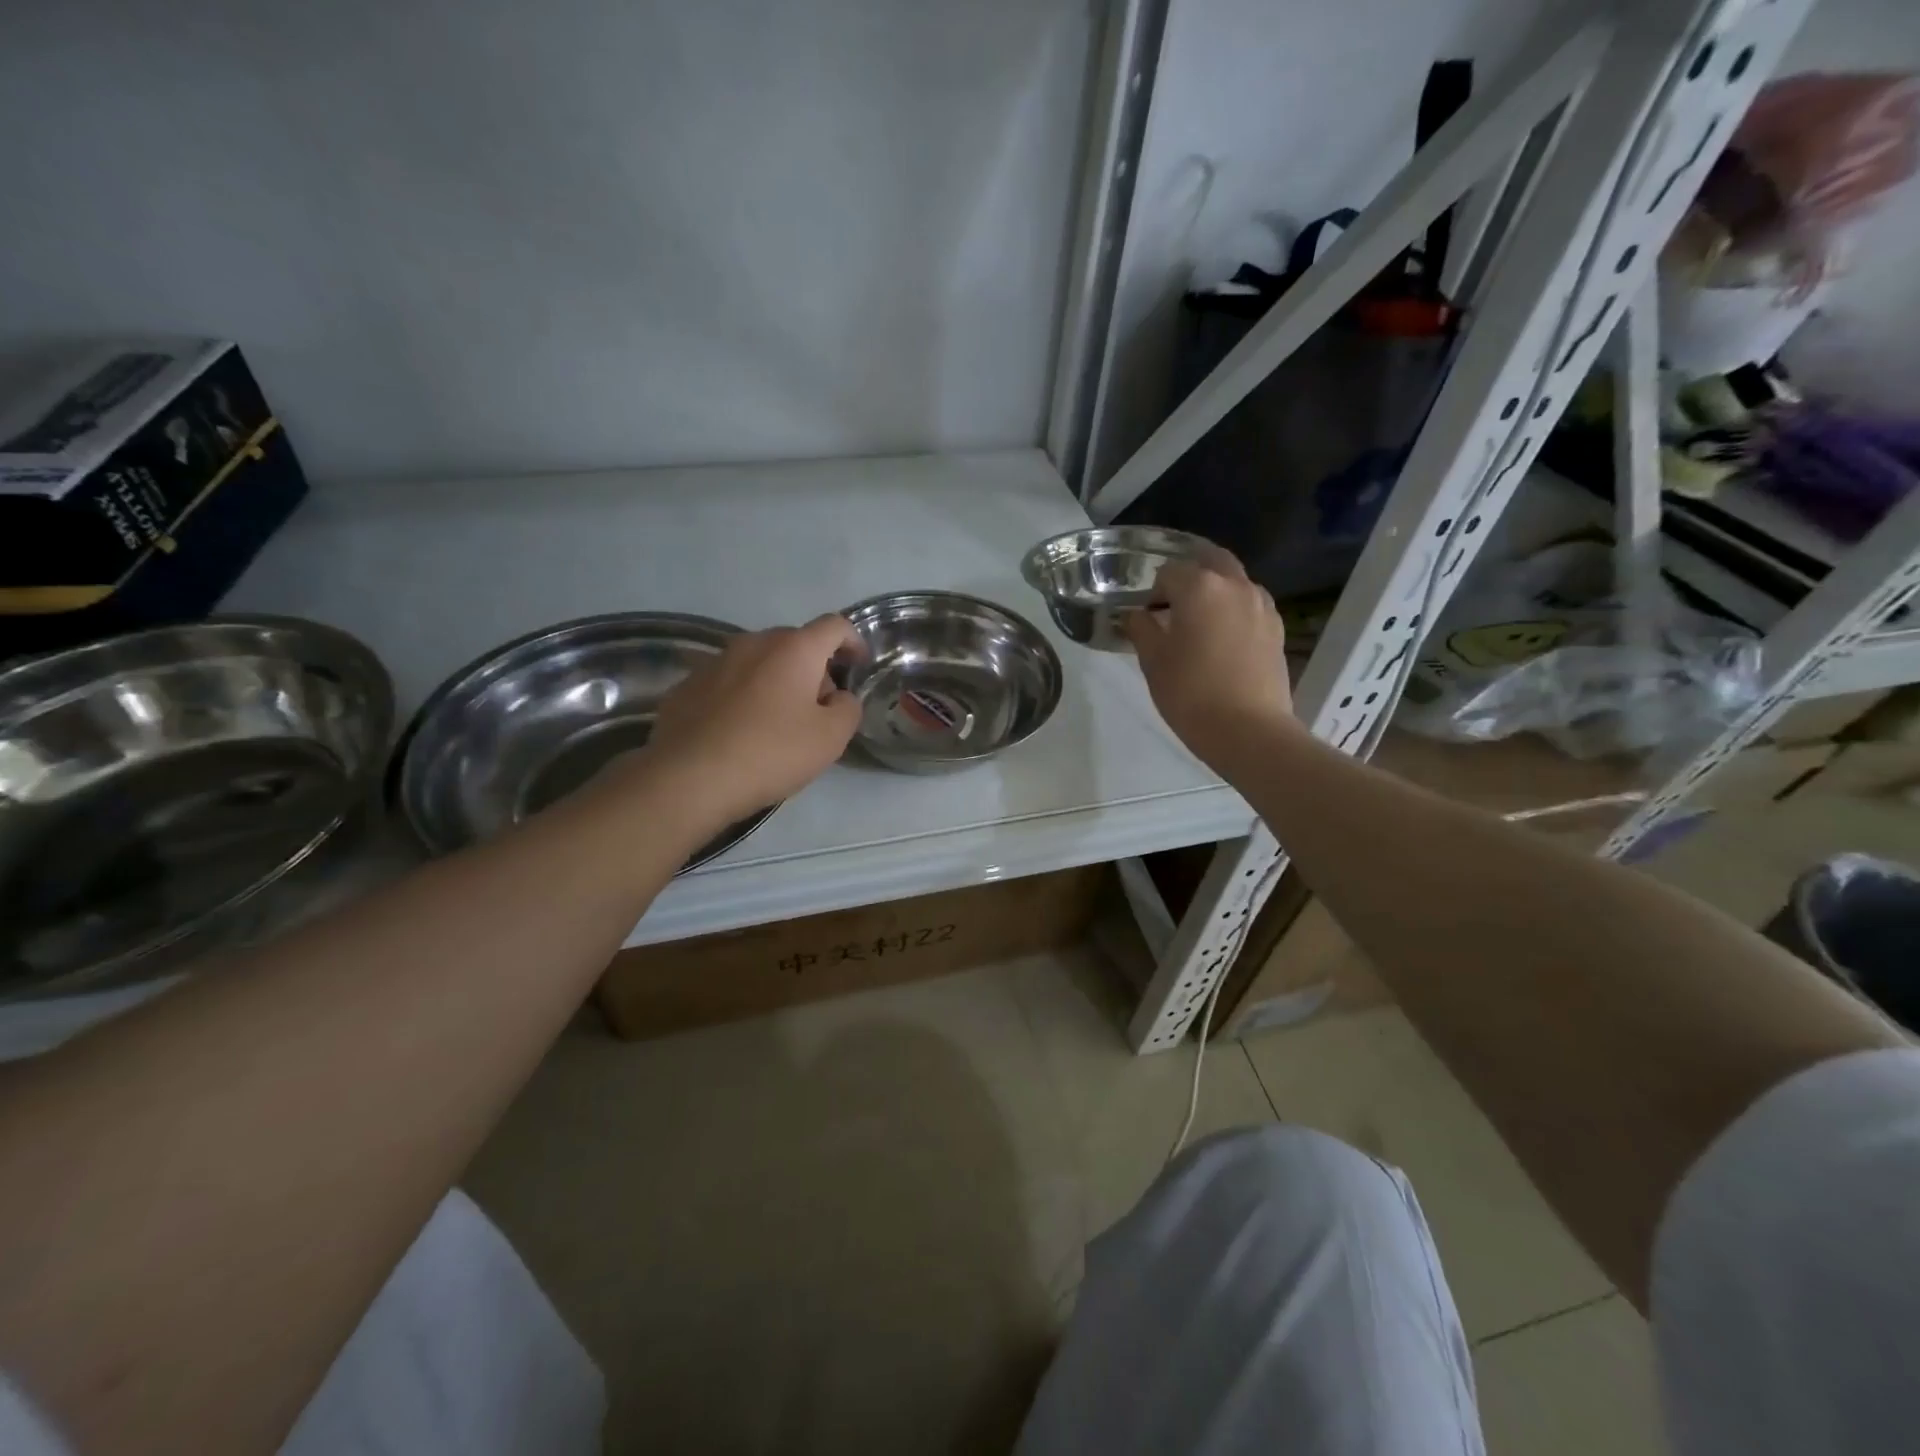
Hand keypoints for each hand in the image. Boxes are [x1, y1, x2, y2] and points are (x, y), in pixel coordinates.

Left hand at [642, 615, 863, 825]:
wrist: (688, 779)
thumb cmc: (770, 753)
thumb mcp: (831, 738)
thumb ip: (848, 709)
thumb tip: (839, 698)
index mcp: (794, 649)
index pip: (834, 626)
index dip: (853, 641)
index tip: (858, 666)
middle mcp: (753, 643)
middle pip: (795, 644)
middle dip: (813, 669)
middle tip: (819, 709)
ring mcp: (714, 662)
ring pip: (759, 662)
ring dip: (776, 683)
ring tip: (777, 723)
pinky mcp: (686, 686)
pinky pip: (728, 683)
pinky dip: (743, 698)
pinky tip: (739, 732)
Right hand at [1125, 556, 1297, 772]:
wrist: (1248, 730)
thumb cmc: (1191, 693)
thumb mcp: (1153, 661)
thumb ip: (1141, 629)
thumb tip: (1136, 615)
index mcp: (1200, 586)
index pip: (1168, 573)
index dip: (1153, 594)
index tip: (1148, 621)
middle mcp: (1235, 585)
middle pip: (1209, 561)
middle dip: (1188, 576)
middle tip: (1172, 606)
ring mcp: (1261, 605)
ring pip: (1233, 582)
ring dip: (1214, 592)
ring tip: (1198, 624)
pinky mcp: (1276, 628)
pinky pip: (1249, 605)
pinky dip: (1233, 611)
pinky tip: (1222, 641)